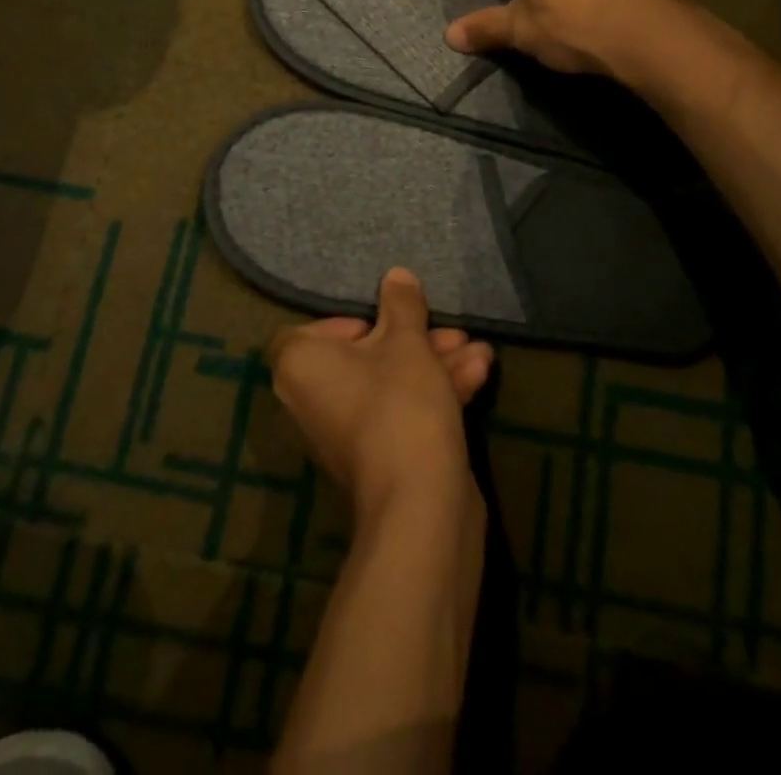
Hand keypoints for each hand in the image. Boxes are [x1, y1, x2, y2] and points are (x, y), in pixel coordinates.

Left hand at [267, 269, 493, 520]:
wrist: (420, 504)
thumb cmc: (400, 403)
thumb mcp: (407, 342)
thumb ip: (402, 305)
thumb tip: (395, 276)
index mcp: (300, 366)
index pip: (312, 330)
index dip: (351, 321)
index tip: (386, 319)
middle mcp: (312, 400)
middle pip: (363, 355)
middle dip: (416, 340)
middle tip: (451, 331)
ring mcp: (345, 432)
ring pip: (389, 382)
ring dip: (435, 364)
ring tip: (478, 350)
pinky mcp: (377, 457)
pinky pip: (400, 411)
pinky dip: (435, 393)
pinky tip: (480, 374)